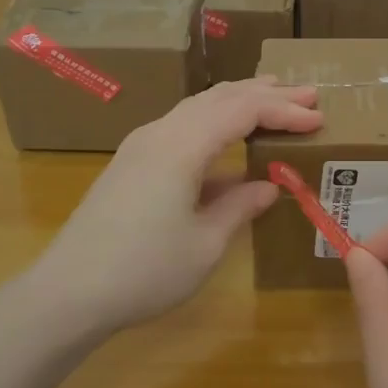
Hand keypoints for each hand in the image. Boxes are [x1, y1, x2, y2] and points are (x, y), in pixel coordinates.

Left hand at [27, 77, 321, 338]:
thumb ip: (239, 206)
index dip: (283, 111)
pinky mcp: (132, 162)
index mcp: (182, 146)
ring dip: (238, 101)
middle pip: (220, 98)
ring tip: (273, 98)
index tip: (318, 118)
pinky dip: (215, 122)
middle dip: (266, 94)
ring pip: (198, 107)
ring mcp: (141, 145)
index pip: (243, 111)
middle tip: (307, 96)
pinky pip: (183, 125)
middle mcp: (160, 132)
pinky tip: (229, 140)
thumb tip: (268, 186)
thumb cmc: (144, 271)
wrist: (68, 293)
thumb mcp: (205, 244)